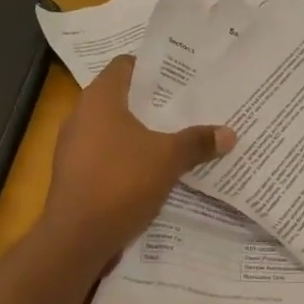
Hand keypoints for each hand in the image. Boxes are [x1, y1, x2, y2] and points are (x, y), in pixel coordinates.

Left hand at [38, 56, 236, 260]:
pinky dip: (128, 157)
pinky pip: (106, 154)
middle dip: (153, 103)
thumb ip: (197, 142)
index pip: (125, 65)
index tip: (181, 75)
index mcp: (100, 99)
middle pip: (121, 97)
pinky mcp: (75, 173)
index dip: (153, 67)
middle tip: (188, 105)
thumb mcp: (168, 160)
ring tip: (176, 136)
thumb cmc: (120, 183)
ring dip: (141, 132)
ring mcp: (74, 146)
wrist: (76, 238)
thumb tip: (229, 133)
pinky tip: (153, 169)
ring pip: (114, 129)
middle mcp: (81, 115)